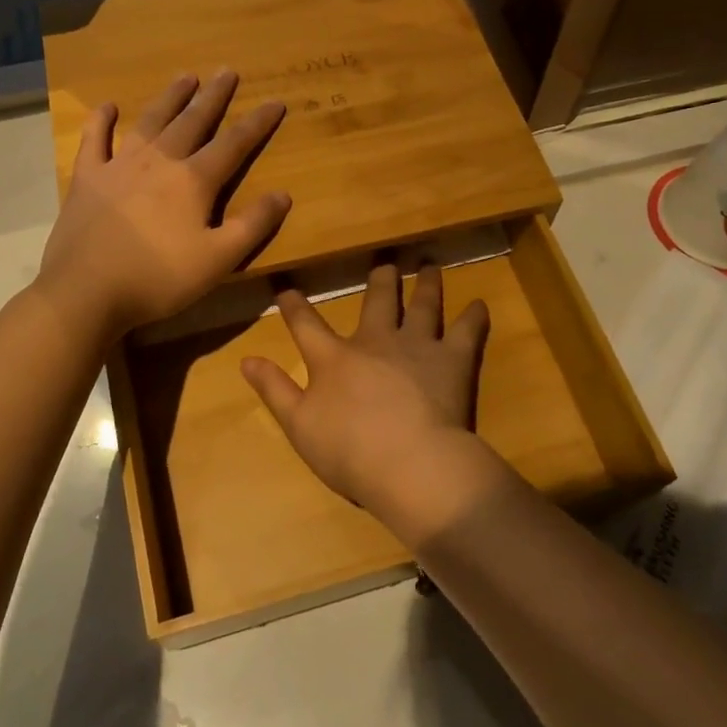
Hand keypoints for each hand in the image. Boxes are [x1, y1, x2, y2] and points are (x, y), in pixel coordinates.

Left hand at [38, 70, 289, 335]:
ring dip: (170, 98)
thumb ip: (253, 226)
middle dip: (213, 96)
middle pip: (192, 121)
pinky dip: (101, 121)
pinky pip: (95, 140)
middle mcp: (159, 162)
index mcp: (194, 181)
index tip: (275, 101)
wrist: (86, 292)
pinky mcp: (88, 178)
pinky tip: (107, 106)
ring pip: (150, 122)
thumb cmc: (158, 279)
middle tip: (226, 70)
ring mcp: (119, 165)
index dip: (257, 123)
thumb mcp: (218, 260)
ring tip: (185, 77)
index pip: (234, 144)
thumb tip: (283, 194)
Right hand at [241, 263, 492, 511]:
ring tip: (430, 266)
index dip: (295, 306)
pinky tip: (479, 304)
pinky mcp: (453, 360)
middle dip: (380, 279)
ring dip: (426, 284)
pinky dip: (474, 317)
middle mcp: (376, 341)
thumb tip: (247, 358)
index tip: (287, 288)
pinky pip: (466, 331)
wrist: (409, 463)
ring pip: (422, 305)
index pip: (307, 325)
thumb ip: (274, 389)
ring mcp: (417, 346)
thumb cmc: (348, 451)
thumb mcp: (298, 424)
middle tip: (385, 262)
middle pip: (377, 300)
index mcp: (334, 358)